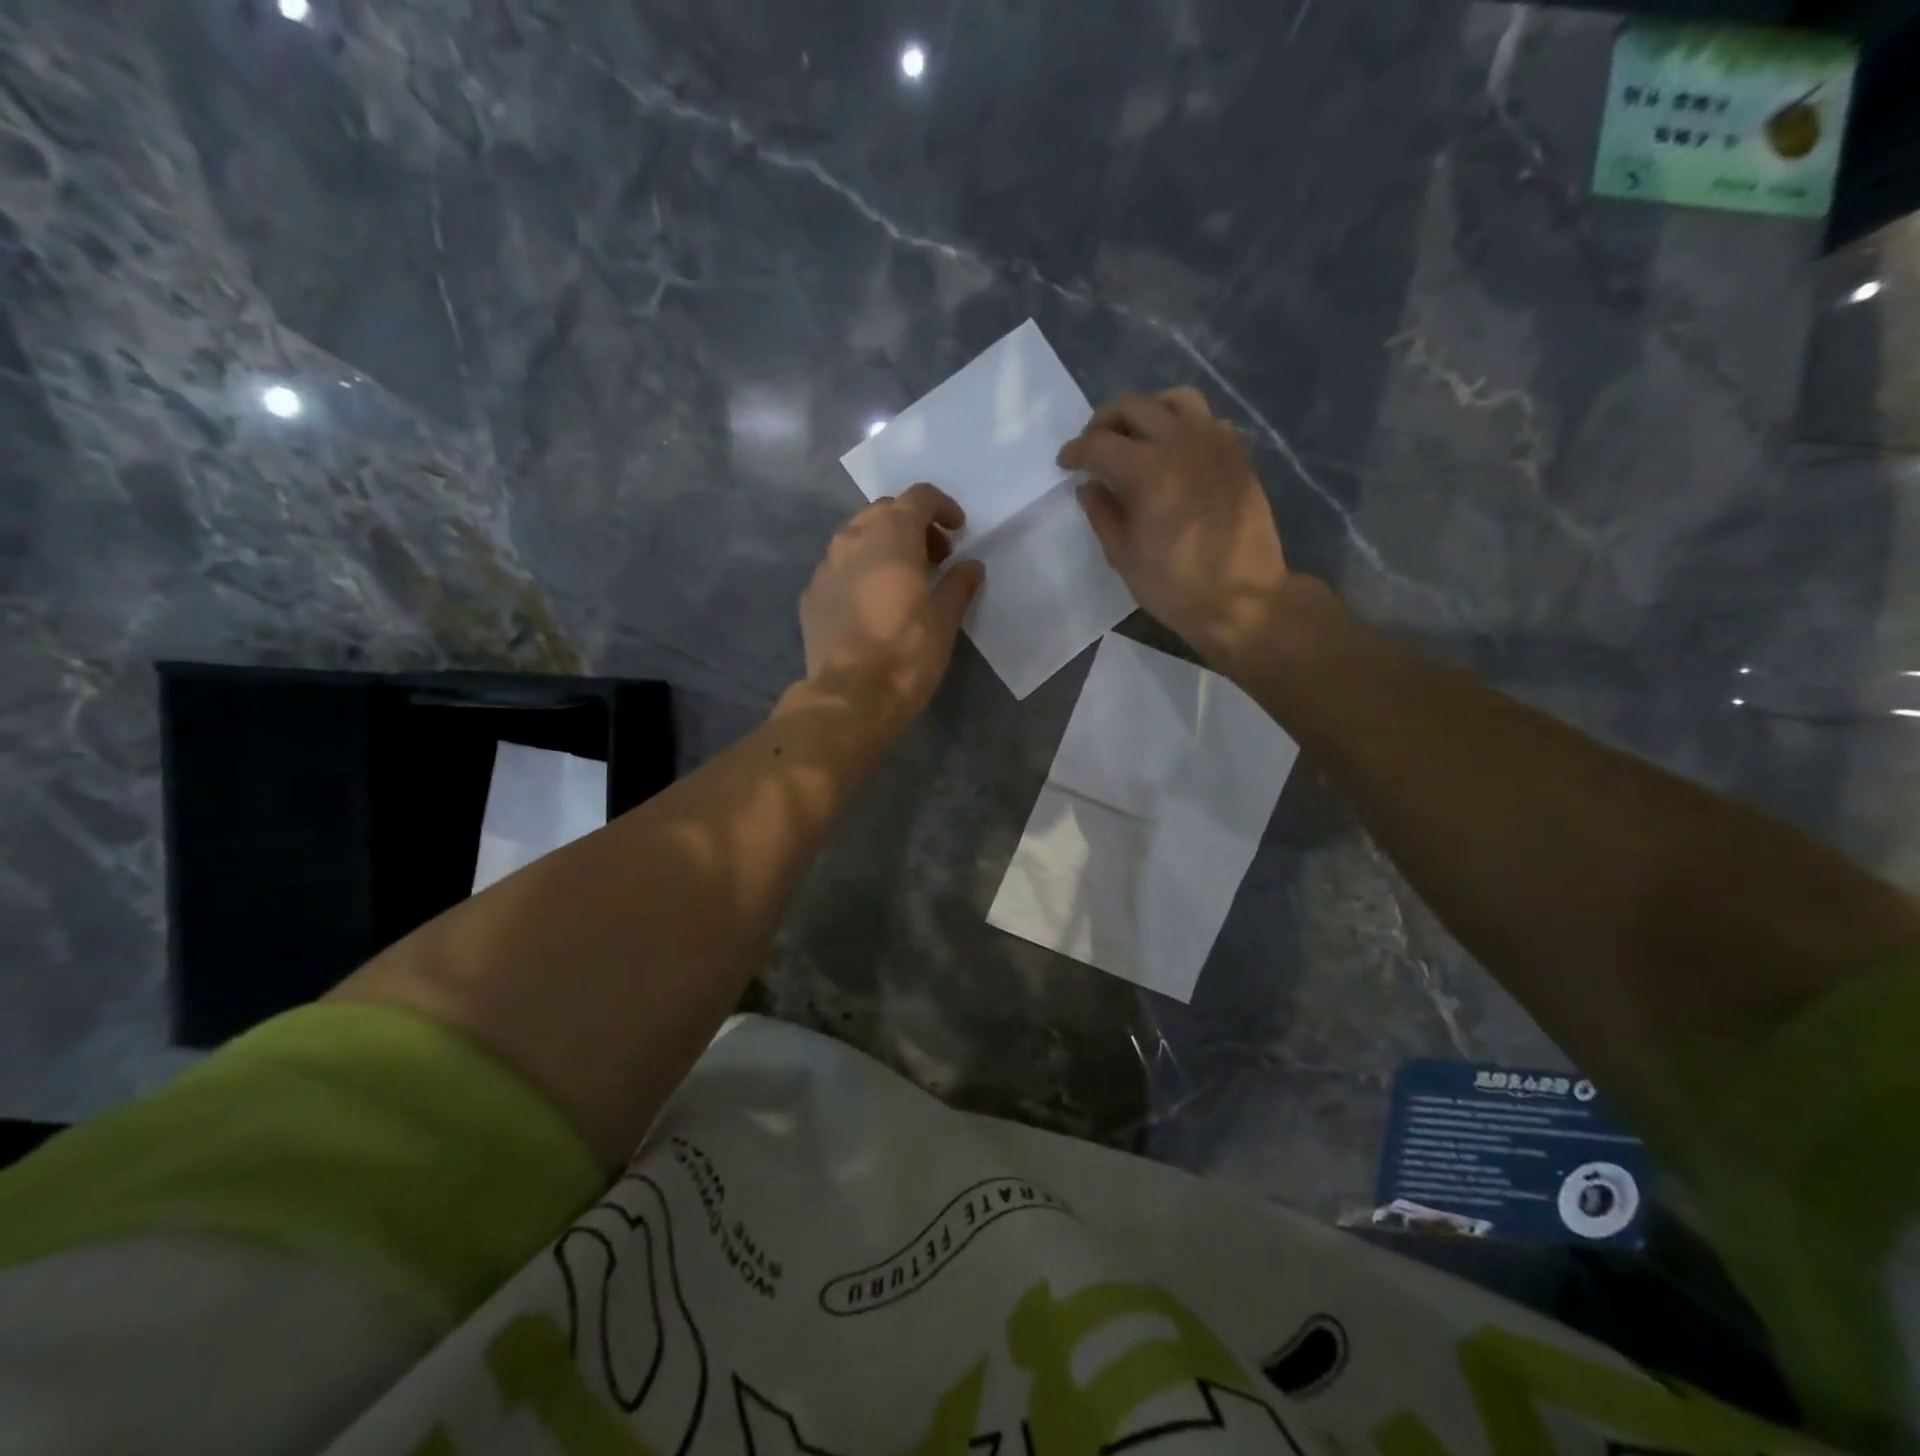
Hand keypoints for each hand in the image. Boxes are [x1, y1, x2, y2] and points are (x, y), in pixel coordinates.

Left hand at [799, 483, 984, 724]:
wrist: (850, 697)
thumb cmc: (907, 652)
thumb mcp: (945, 618)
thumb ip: (959, 583)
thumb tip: (970, 566)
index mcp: (891, 535)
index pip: (919, 497)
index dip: (943, 507)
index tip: (958, 531)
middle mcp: (852, 538)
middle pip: (885, 512)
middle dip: (913, 525)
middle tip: (935, 557)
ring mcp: (825, 566)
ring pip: (857, 537)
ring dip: (884, 546)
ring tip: (904, 580)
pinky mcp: (811, 595)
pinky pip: (839, 568)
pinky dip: (861, 572)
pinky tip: (873, 603)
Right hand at [1060, 387, 1290, 667]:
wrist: (1243, 599)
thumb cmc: (1175, 586)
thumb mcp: (1124, 556)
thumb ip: (1102, 514)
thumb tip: (1089, 487)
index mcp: (1146, 470)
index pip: (1098, 444)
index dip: (1075, 451)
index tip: (1065, 464)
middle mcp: (1180, 443)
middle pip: (1133, 406)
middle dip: (1104, 423)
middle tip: (1094, 447)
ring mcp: (1214, 443)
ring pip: (1175, 399)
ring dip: (1147, 412)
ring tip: (1137, 438)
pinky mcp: (1237, 454)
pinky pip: (1207, 419)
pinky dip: (1184, 425)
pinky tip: (1176, 453)